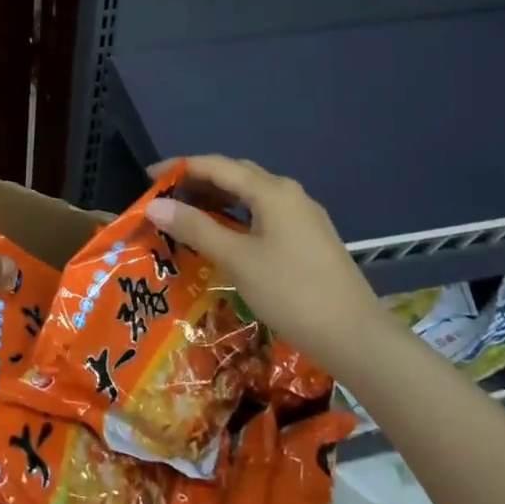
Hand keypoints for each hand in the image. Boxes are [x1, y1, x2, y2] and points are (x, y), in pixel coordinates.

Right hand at [143, 155, 383, 363]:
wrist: (356, 338)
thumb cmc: (292, 292)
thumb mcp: (237, 259)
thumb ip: (195, 228)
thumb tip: (154, 206)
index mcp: (272, 191)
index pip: (216, 165)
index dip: (180, 167)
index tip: (148, 177)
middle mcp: (289, 193)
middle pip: (235, 175)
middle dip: (198, 181)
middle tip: (165, 197)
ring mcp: (303, 216)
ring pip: (251, 195)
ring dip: (217, 199)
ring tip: (186, 214)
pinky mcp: (309, 238)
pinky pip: (264, 214)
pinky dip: (236, 216)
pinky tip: (223, 235)